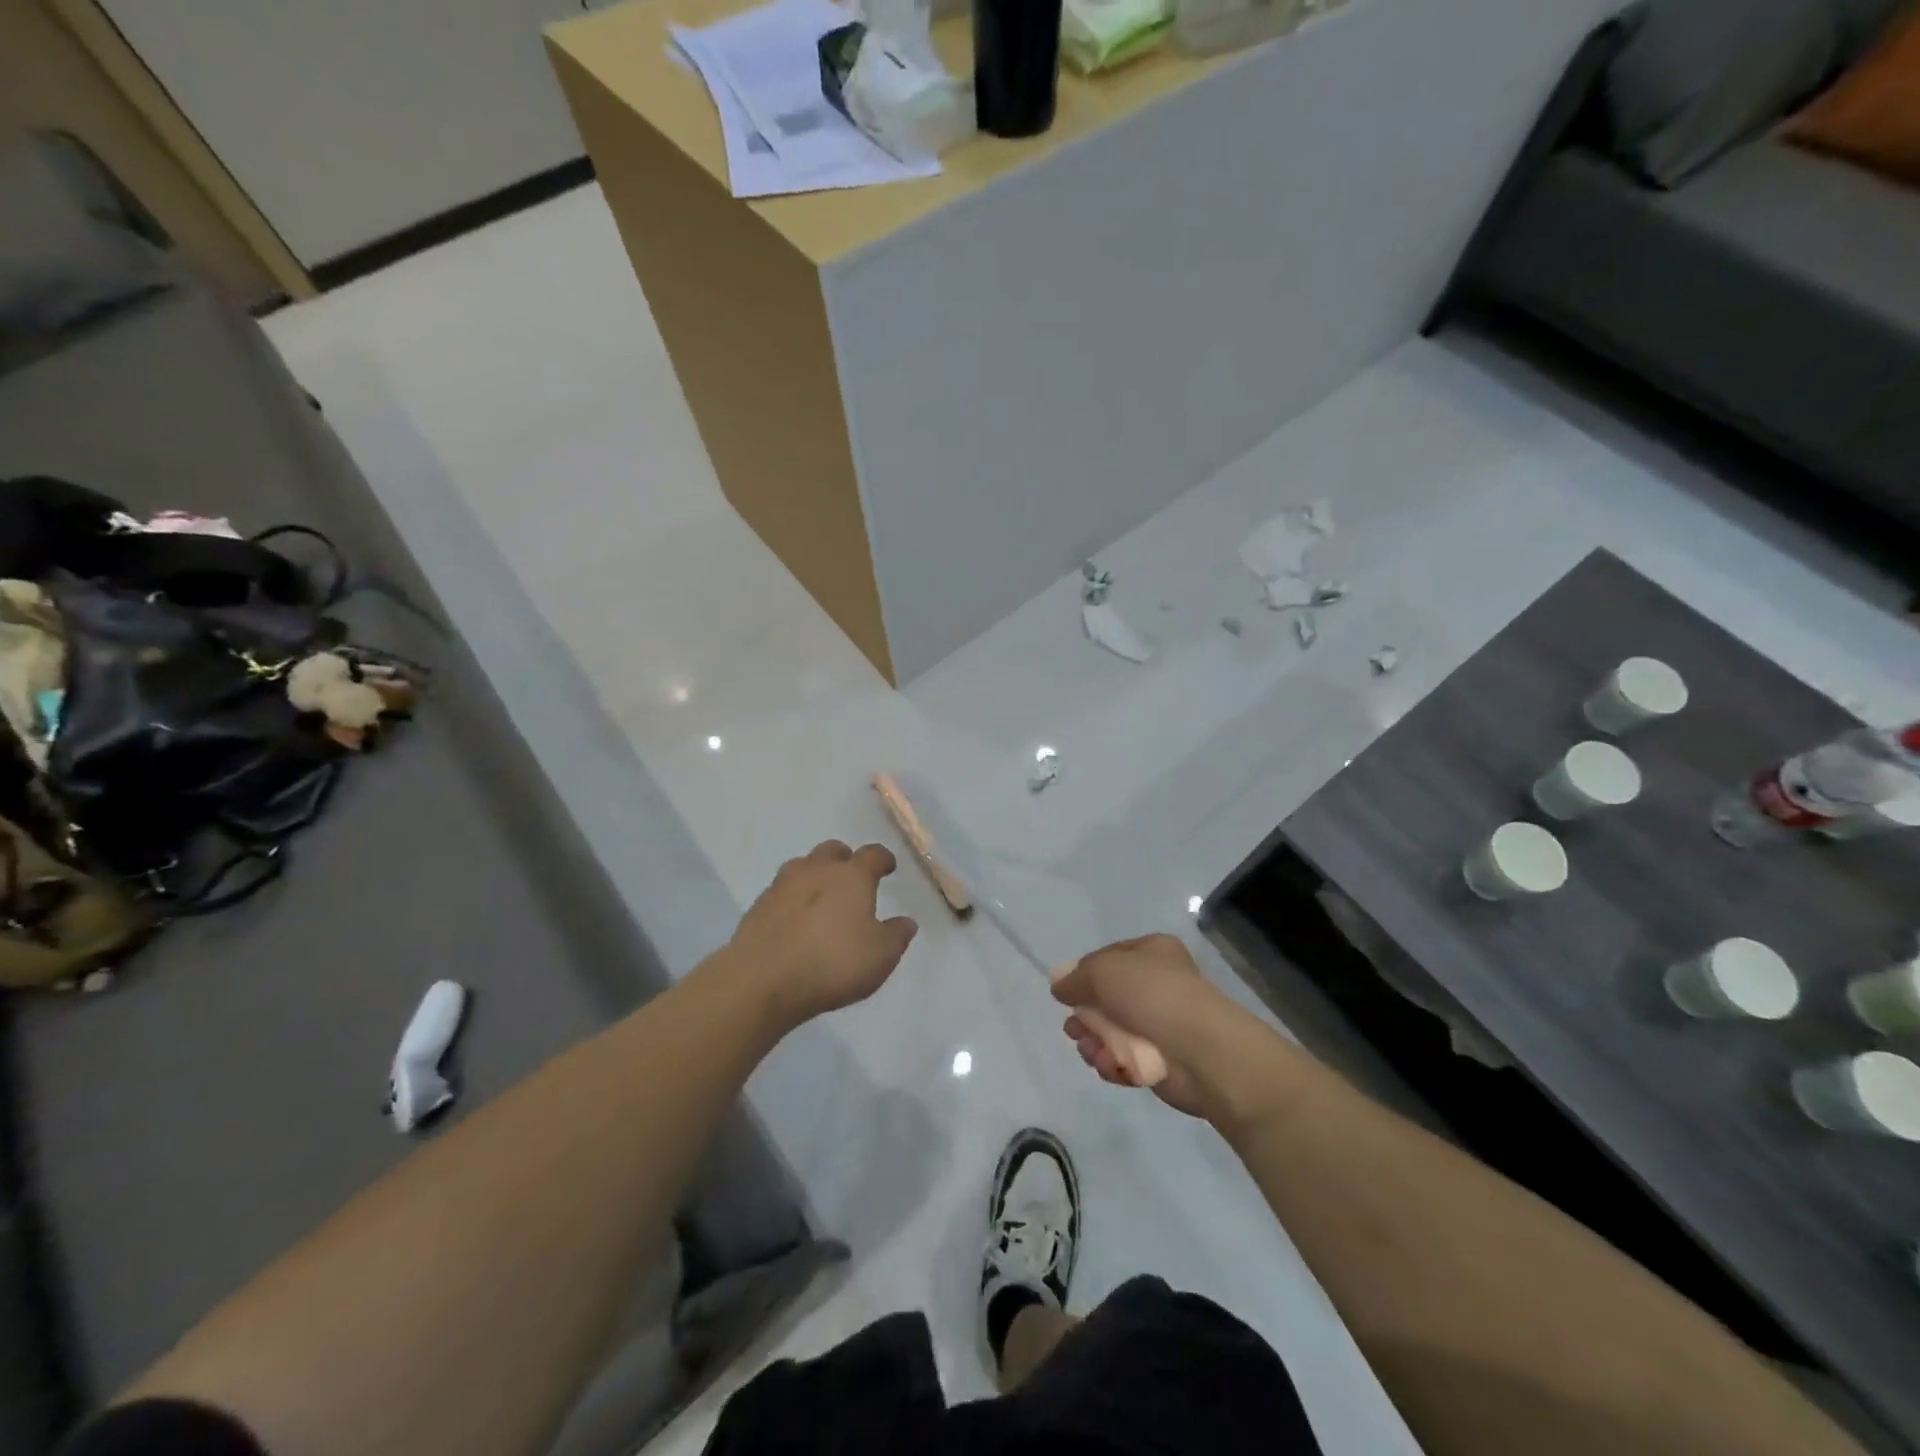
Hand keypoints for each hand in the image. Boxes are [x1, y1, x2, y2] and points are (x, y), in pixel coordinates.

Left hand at [726, 841, 917, 1029]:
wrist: (762, 980)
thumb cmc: (832, 963)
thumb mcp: (880, 956)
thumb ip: (897, 935)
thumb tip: (906, 921)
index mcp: (851, 876)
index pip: (873, 854)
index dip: (883, 859)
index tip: (888, 866)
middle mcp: (816, 870)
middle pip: (833, 851)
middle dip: (845, 860)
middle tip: (852, 879)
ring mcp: (782, 885)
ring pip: (803, 866)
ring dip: (815, 876)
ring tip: (822, 900)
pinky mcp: (758, 905)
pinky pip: (782, 892)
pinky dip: (793, 899)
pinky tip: (796, 921)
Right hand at [1051, 933, 1250, 1119]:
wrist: (1202, 1052)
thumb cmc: (1153, 996)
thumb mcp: (1104, 971)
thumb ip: (1075, 977)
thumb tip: (1058, 983)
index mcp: (1152, 952)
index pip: (1106, 958)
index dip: (1083, 975)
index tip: (1067, 993)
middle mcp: (1157, 984)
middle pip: (1105, 999)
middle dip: (1085, 1016)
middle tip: (1074, 1029)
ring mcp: (1160, 1024)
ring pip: (1111, 1032)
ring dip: (1094, 1043)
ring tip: (1092, 1051)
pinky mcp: (1161, 1060)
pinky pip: (1125, 1059)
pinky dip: (1114, 1064)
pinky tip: (1111, 1067)